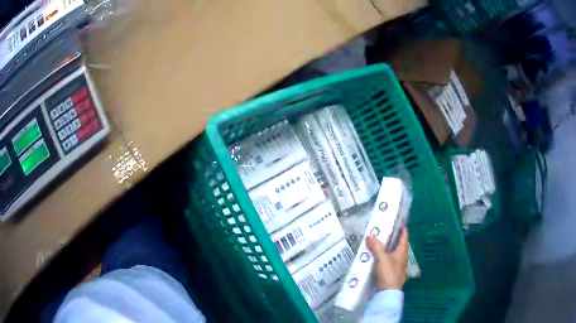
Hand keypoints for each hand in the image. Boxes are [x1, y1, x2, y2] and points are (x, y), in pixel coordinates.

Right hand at [366, 228, 408, 290]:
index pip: (404, 237)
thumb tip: (369, 235)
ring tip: (377, 244)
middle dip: (392, 239)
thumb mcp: (382, 258)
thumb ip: (376, 247)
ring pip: (392, 254)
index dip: (402, 229)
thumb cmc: (388, 273)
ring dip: (386, 249)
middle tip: (383, 232)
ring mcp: (397, 266)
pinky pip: (387, 262)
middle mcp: (401, 258)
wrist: (388, 292)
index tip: (397, 223)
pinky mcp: (391, 273)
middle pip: (398, 245)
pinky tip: (375, 258)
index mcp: (402, 252)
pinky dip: (382, 257)